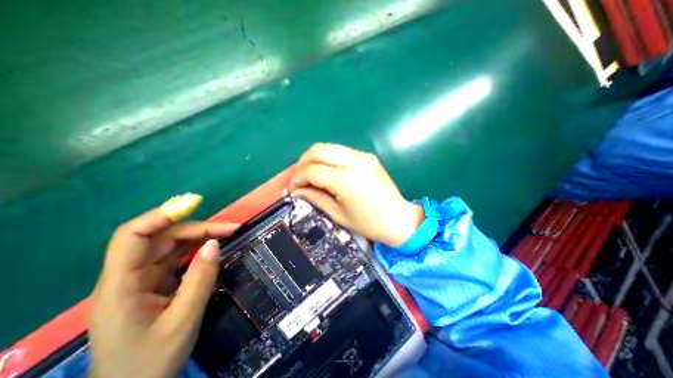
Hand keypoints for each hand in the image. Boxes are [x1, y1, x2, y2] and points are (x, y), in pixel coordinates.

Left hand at [86, 202, 237, 375]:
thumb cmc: (150, 364)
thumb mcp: (182, 320)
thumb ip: (200, 279)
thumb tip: (214, 243)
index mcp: (121, 286)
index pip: (132, 236)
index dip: (161, 215)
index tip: (194, 205)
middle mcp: (129, 277)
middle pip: (161, 238)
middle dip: (197, 228)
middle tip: (231, 228)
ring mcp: (143, 281)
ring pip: (172, 246)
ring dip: (201, 237)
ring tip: (228, 233)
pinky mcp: (156, 285)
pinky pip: (178, 259)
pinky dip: (198, 250)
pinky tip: (214, 248)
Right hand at [287, 144, 418, 246]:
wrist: (397, 218)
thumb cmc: (368, 223)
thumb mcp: (338, 214)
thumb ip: (315, 198)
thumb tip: (297, 191)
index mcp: (345, 179)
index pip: (312, 170)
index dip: (298, 178)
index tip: (293, 188)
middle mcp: (353, 161)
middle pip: (318, 149)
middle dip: (303, 162)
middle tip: (299, 177)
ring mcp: (362, 156)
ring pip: (329, 147)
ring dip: (315, 158)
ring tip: (311, 173)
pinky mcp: (367, 156)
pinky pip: (341, 151)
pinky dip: (329, 158)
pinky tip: (327, 171)